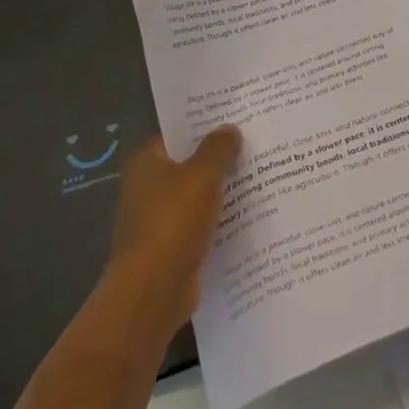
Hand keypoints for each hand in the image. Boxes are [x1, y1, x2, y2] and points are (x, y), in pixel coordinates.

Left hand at [104, 125, 240, 338]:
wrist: (153, 290)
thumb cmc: (173, 221)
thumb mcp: (202, 175)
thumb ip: (218, 148)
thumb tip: (229, 129)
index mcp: (146, 163)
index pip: (177, 133)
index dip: (205, 125)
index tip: (236, 118)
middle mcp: (147, 188)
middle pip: (189, 163)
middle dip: (220, 157)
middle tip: (256, 142)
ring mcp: (159, 219)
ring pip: (199, 194)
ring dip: (224, 189)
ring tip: (262, 173)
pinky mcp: (173, 245)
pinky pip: (203, 222)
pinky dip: (222, 218)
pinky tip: (252, 211)